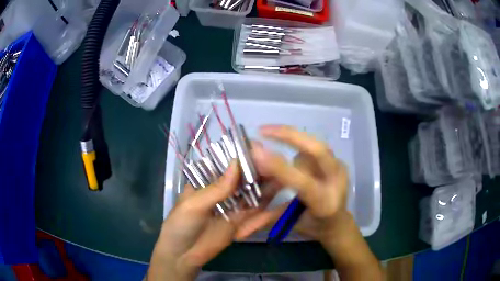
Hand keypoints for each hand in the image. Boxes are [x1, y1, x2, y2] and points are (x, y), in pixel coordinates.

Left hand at [147, 161, 284, 280]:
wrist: (182, 256)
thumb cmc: (180, 226)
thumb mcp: (194, 205)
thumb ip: (216, 189)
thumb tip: (236, 163)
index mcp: (206, 184)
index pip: (227, 167)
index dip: (243, 158)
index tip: (260, 150)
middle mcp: (221, 193)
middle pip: (243, 181)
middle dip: (260, 173)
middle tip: (279, 164)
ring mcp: (232, 209)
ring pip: (253, 197)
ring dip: (268, 189)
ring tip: (286, 179)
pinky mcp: (239, 225)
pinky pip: (255, 216)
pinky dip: (268, 212)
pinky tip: (283, 204)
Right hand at [235, 125, 349, 243]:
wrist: (338, 223)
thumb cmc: (314, 227)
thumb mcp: (290, 224)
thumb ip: (265, 220)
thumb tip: (237, 228)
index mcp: (324, 204)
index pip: (302, 183)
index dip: (280, 167)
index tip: (256, 151)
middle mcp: (337, 183)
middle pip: (318, 150)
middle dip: (290, 136)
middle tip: (263, 130)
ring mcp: (340, 169)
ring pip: (313, 146)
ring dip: (291, 142)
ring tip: (270, 139)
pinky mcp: (338, 162)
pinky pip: (315, 147)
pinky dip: (298, 143)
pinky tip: (287, 143)